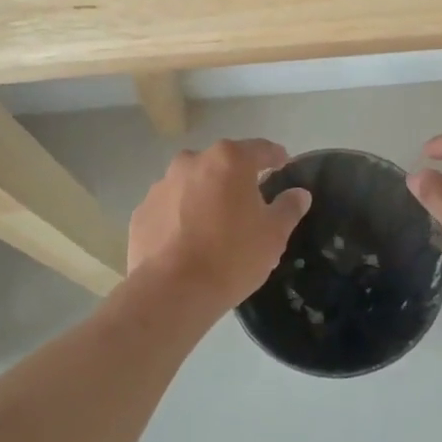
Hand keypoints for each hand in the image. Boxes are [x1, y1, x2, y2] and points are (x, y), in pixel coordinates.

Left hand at [128, 139, 311, 311]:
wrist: (172, 292)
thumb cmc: (232, 256)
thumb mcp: (273, 234)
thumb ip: (289, 207)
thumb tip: (299, 194)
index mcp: (229, 160)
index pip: (260, 149)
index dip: (275, 157)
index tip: (283, 165)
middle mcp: (192, 162)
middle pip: (222, 164)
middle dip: (236, 178)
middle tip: (248, 203)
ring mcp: (162, 185)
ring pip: (192, 184)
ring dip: (205, 196)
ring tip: (214, 226)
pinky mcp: (141, 211)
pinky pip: (169, 207)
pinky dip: (180, 216)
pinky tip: (187, 242)